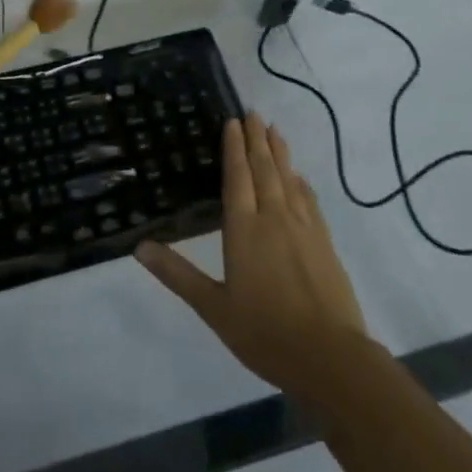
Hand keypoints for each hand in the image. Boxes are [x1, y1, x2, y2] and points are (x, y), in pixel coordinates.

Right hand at [136, 114, 367, 404]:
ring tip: (274, 130)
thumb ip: (178, 274)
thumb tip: (139, 247)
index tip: (232, 121)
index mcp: (244, 229)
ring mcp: (303, 229)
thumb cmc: (266, 333)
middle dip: (257, 139)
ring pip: (288, 180)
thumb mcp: (213, 308)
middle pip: (264, 169)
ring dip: (280, 153)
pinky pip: (310, 202)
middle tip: (253, 112)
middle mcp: (273, 218)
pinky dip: (302, 184)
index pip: (237, 177)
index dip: (234, 147)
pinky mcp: (325, 244)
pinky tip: (300, 178)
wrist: (331, 358)